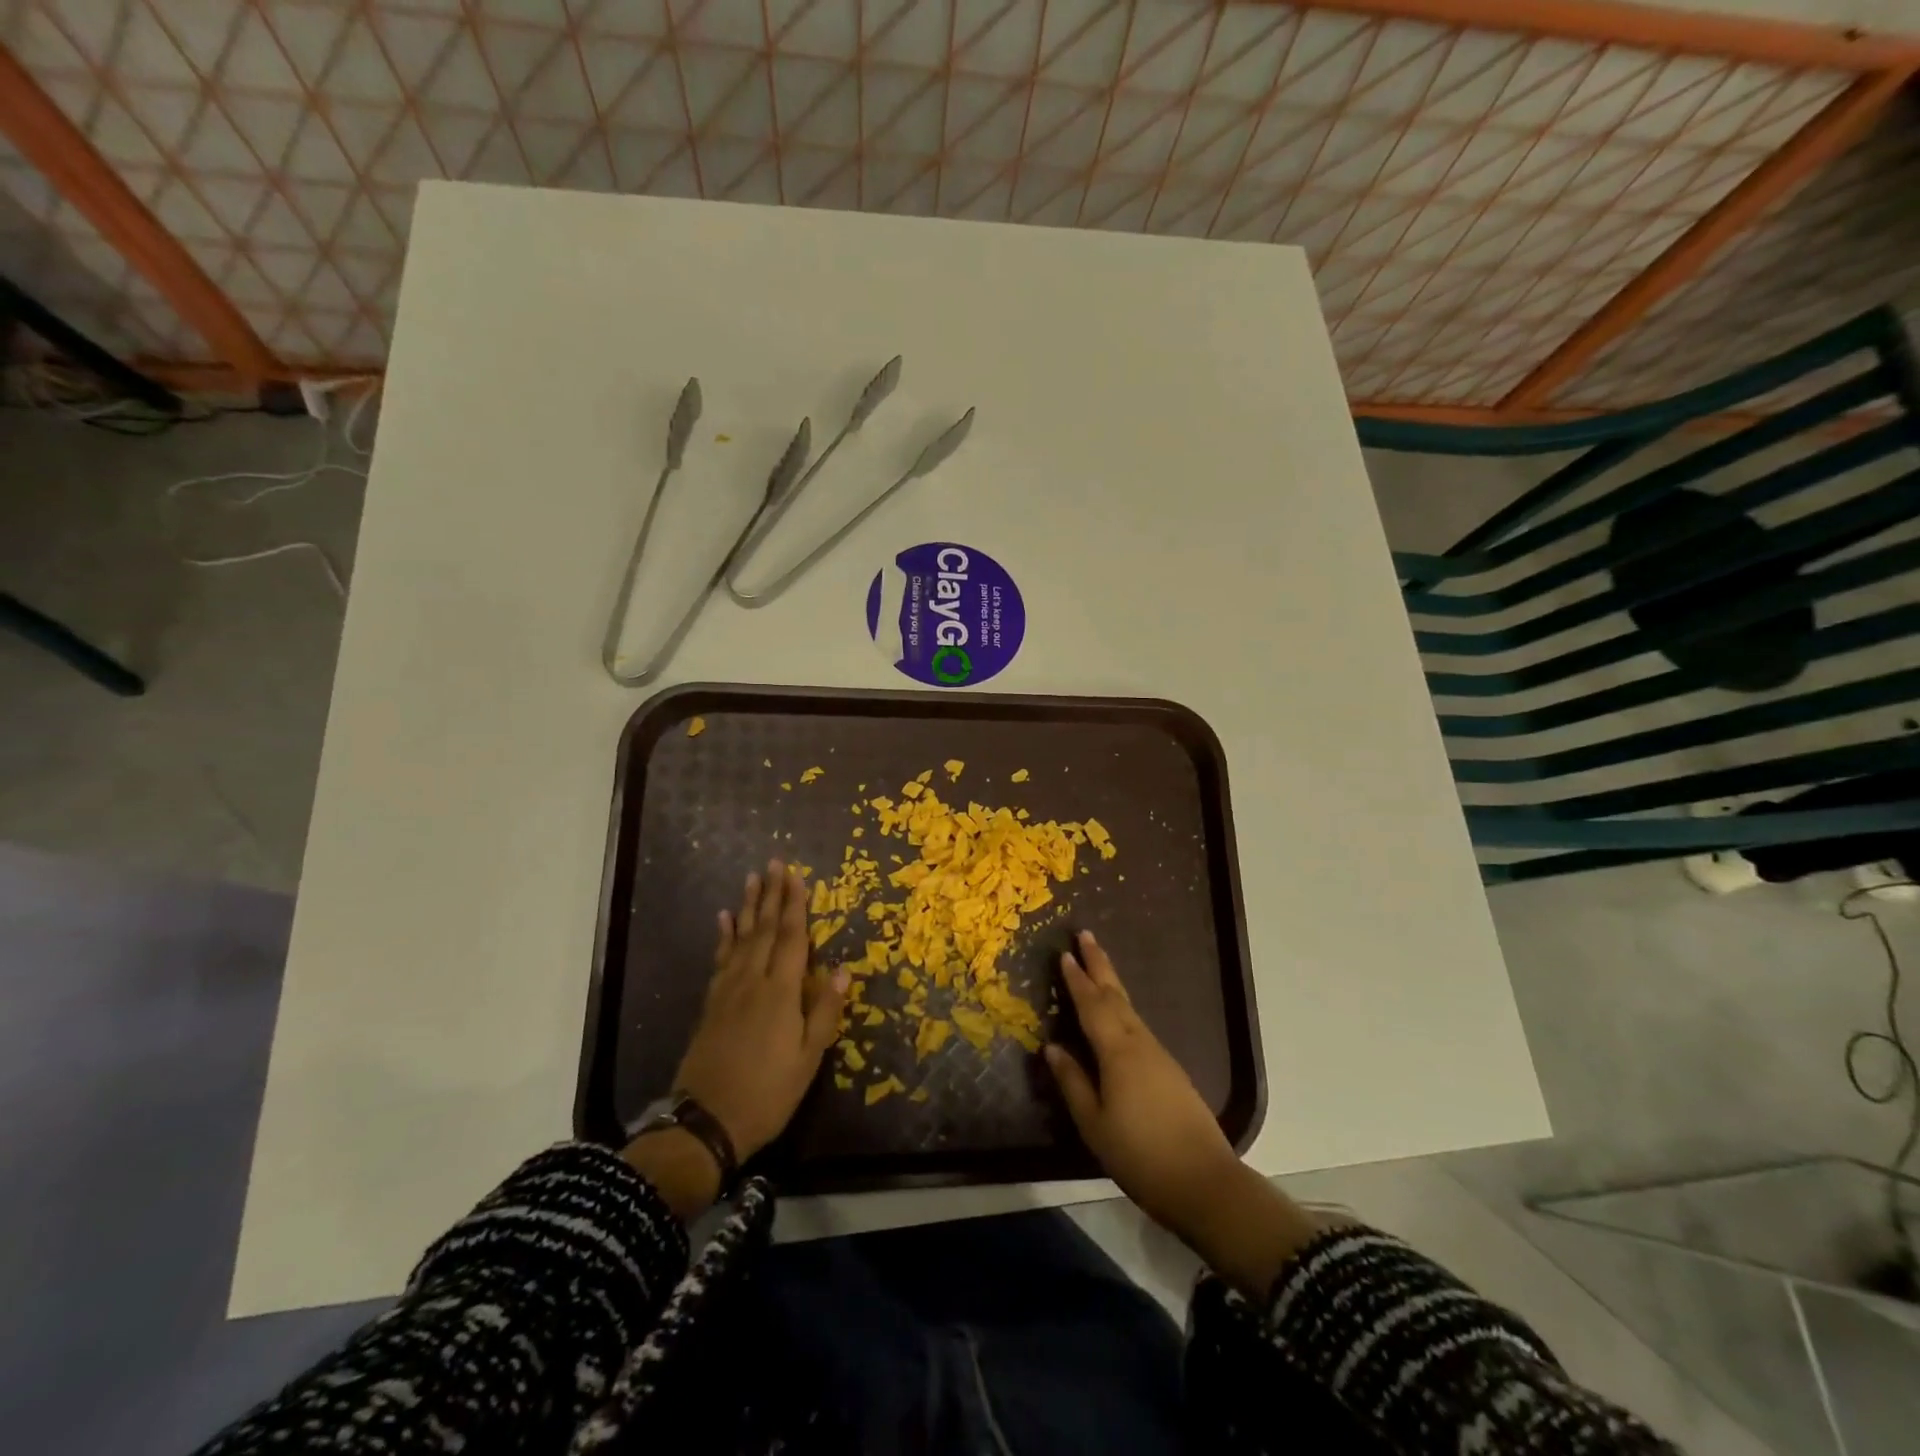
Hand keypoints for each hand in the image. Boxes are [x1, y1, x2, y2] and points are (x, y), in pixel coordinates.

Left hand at [671, 860, 848, 1161]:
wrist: (706, 1122)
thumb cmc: (767, 1093)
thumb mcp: (808, 1060)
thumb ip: (825, 1012)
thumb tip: (844, 970)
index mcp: (780, 993)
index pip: (791, 938)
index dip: (795, 905)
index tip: (796, 875)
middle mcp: (752, 981)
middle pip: (763, 929)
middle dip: (771, 895)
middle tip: (774, 863)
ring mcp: (728, 991)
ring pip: (740, 938)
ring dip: (747, 907)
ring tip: (751, 879)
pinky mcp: (711, 1004)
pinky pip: (720, 959)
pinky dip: (723, 936)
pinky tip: (723, 920)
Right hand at [1043, 931, 1240, 1233]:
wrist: (1204, 1182)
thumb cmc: (1140, 1155)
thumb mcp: (1094, 1124)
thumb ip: (1073, 1082)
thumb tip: (1052, 1047)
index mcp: (1117, 1052)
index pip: (1092, 1005)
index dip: (1077, 980)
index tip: (1065, 953)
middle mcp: (1140, 1043)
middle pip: (1115, 995)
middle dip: (1099, 964)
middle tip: (1085, 934)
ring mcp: (1159, 1055)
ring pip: (1129, 1009)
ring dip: (1111, 984)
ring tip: (1097, 967)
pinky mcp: (1171, 1070)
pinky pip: (1139, 1026)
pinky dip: (1123, 1009)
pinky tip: (1118, 1016)